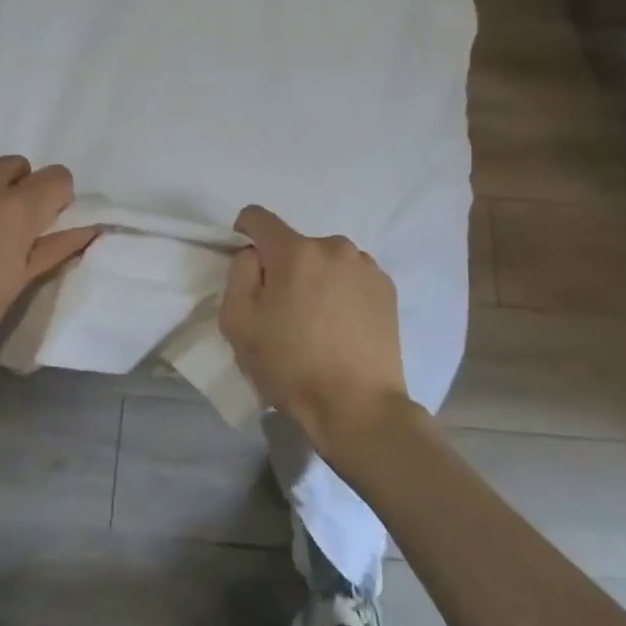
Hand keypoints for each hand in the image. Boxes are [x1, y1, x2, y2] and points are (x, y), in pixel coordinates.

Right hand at [218, 205, 411, 458]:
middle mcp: (334, 246)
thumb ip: (238, 274)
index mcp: (296, 251)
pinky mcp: (387, 288)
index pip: (258, 217)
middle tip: (282, 311)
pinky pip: (351, 276)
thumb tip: (253, 255)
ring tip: (316, 322)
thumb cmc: (291, 366)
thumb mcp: (238, 323)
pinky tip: (341, 327)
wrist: (359, 407)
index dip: (243, 233)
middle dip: (282, 267)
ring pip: (325, 260)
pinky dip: (341, 291)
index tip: (247, 266)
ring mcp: (366, 266)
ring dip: (314, 278)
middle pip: (294, 244)